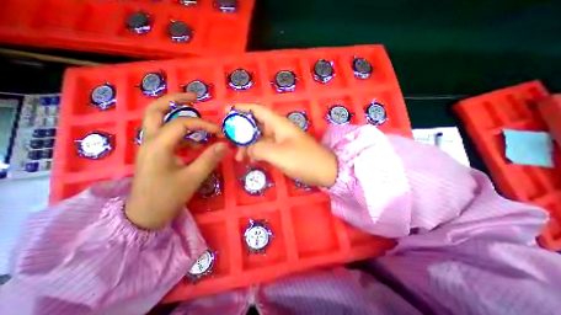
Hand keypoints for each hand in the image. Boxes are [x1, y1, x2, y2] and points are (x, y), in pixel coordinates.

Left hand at [124, 94, 224, 228]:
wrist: (145, 214)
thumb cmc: (167, 197)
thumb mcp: (193, 178)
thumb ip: (209, 159)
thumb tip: (224, 144)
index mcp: (158, 146)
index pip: (182, 123)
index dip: (204, 124)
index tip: (220, 132)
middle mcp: (150, 140)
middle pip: (156, 109)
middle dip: (176, 100)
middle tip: (195, 97)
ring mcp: (149, 145)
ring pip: (158, 119)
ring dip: (178, 114)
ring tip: (199, 119)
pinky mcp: (154, 152)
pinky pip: (166, 134)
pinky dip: (181, 133)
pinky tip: (195, 144)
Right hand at [232, 104, 336, 187]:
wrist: (324, 171)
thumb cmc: (302, 159)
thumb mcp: (277, 153)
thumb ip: (258, 148)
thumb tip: (247, 150)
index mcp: (278, 124)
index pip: (257, 110)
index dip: (241, 108)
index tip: (226, 112)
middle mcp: (279, 129)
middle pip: (256, 125)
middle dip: (241, 131)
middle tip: (228, 140)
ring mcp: (281, 141)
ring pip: (260, 138)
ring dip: (248, 145)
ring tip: (238, 157)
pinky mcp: (284, 151)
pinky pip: (266, 148)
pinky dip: (257, 153)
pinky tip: (250, 160)